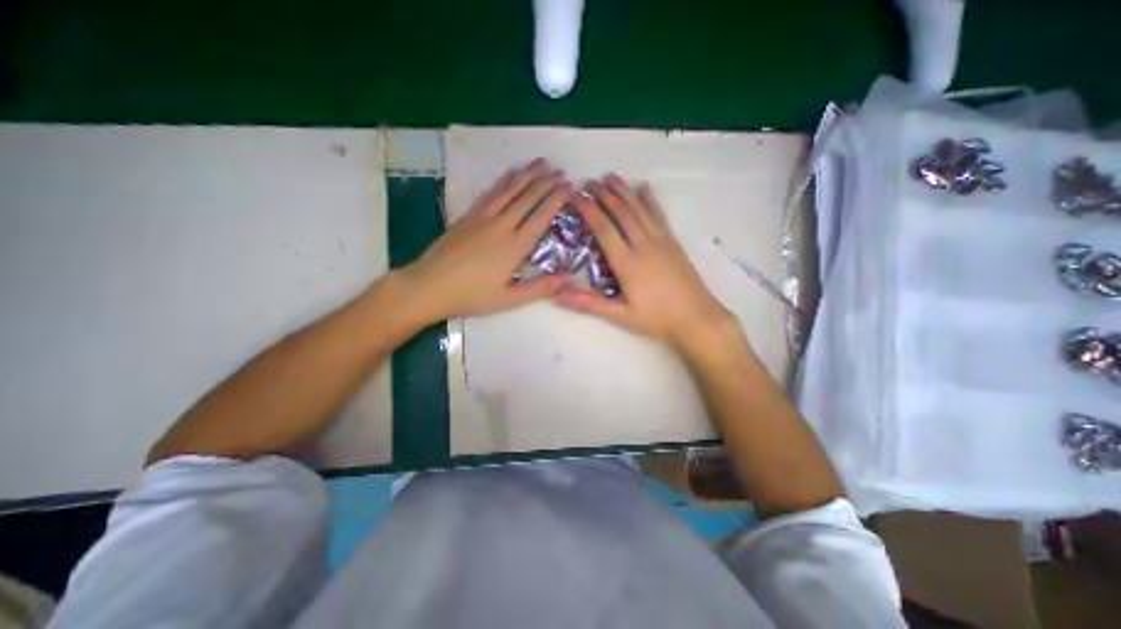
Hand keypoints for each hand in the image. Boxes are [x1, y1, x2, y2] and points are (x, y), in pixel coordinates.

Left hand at [397, 158, 570, 323]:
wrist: (430, 285)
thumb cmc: (472, 296)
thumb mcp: (510, 299)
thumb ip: (540, 288)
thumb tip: (569, 278)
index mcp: (515, 246)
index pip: (541, 217)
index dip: (556, 200)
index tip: (569, 187)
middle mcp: (502, 225)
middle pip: (527, 198)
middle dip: (546, 183)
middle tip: (560, 171)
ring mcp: (483, 218)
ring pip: (509, 191)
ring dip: (526, 175)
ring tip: (540, 162)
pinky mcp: (468, 216)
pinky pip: (490, 194)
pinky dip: (502, 182)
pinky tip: (509, 174)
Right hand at [553, 174, 738, 355]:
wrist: (697, 319)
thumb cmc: (657, 319)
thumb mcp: (620, 316)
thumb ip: (588, 304)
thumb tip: (557, 296)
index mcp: (627, 263)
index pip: (604, 230)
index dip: (589, 211)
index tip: (576, 196)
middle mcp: (644, 245)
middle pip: (622, 213)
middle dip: (604, 195)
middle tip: (590, 182)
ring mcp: (661, 241)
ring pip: (640, 209)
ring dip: (624, 192)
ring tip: (611, 177)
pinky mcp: (673, 242)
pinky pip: (659, 215)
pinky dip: (650, 199)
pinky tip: (644, 187)